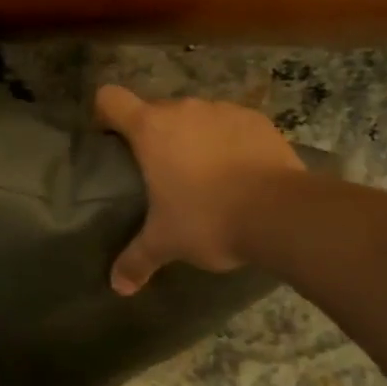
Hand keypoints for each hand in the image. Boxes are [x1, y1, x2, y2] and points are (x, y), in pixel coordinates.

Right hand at [95, 85, 303, 294]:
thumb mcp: (166, 243)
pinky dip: (228, 141)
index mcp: (151, 129)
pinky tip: (238, 172)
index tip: (110, 141)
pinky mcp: (256, 120)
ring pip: (195, 117)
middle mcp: (184, 109)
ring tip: (204, 174)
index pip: (110, 98)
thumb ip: (136, 260)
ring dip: (192, 137)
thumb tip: (118, 287)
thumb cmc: (208, 219)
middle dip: (153, 136)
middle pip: (154, 110)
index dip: (104, 115)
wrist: (282, 213)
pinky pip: (230, 124)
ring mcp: (223, 110)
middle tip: (159, 172)